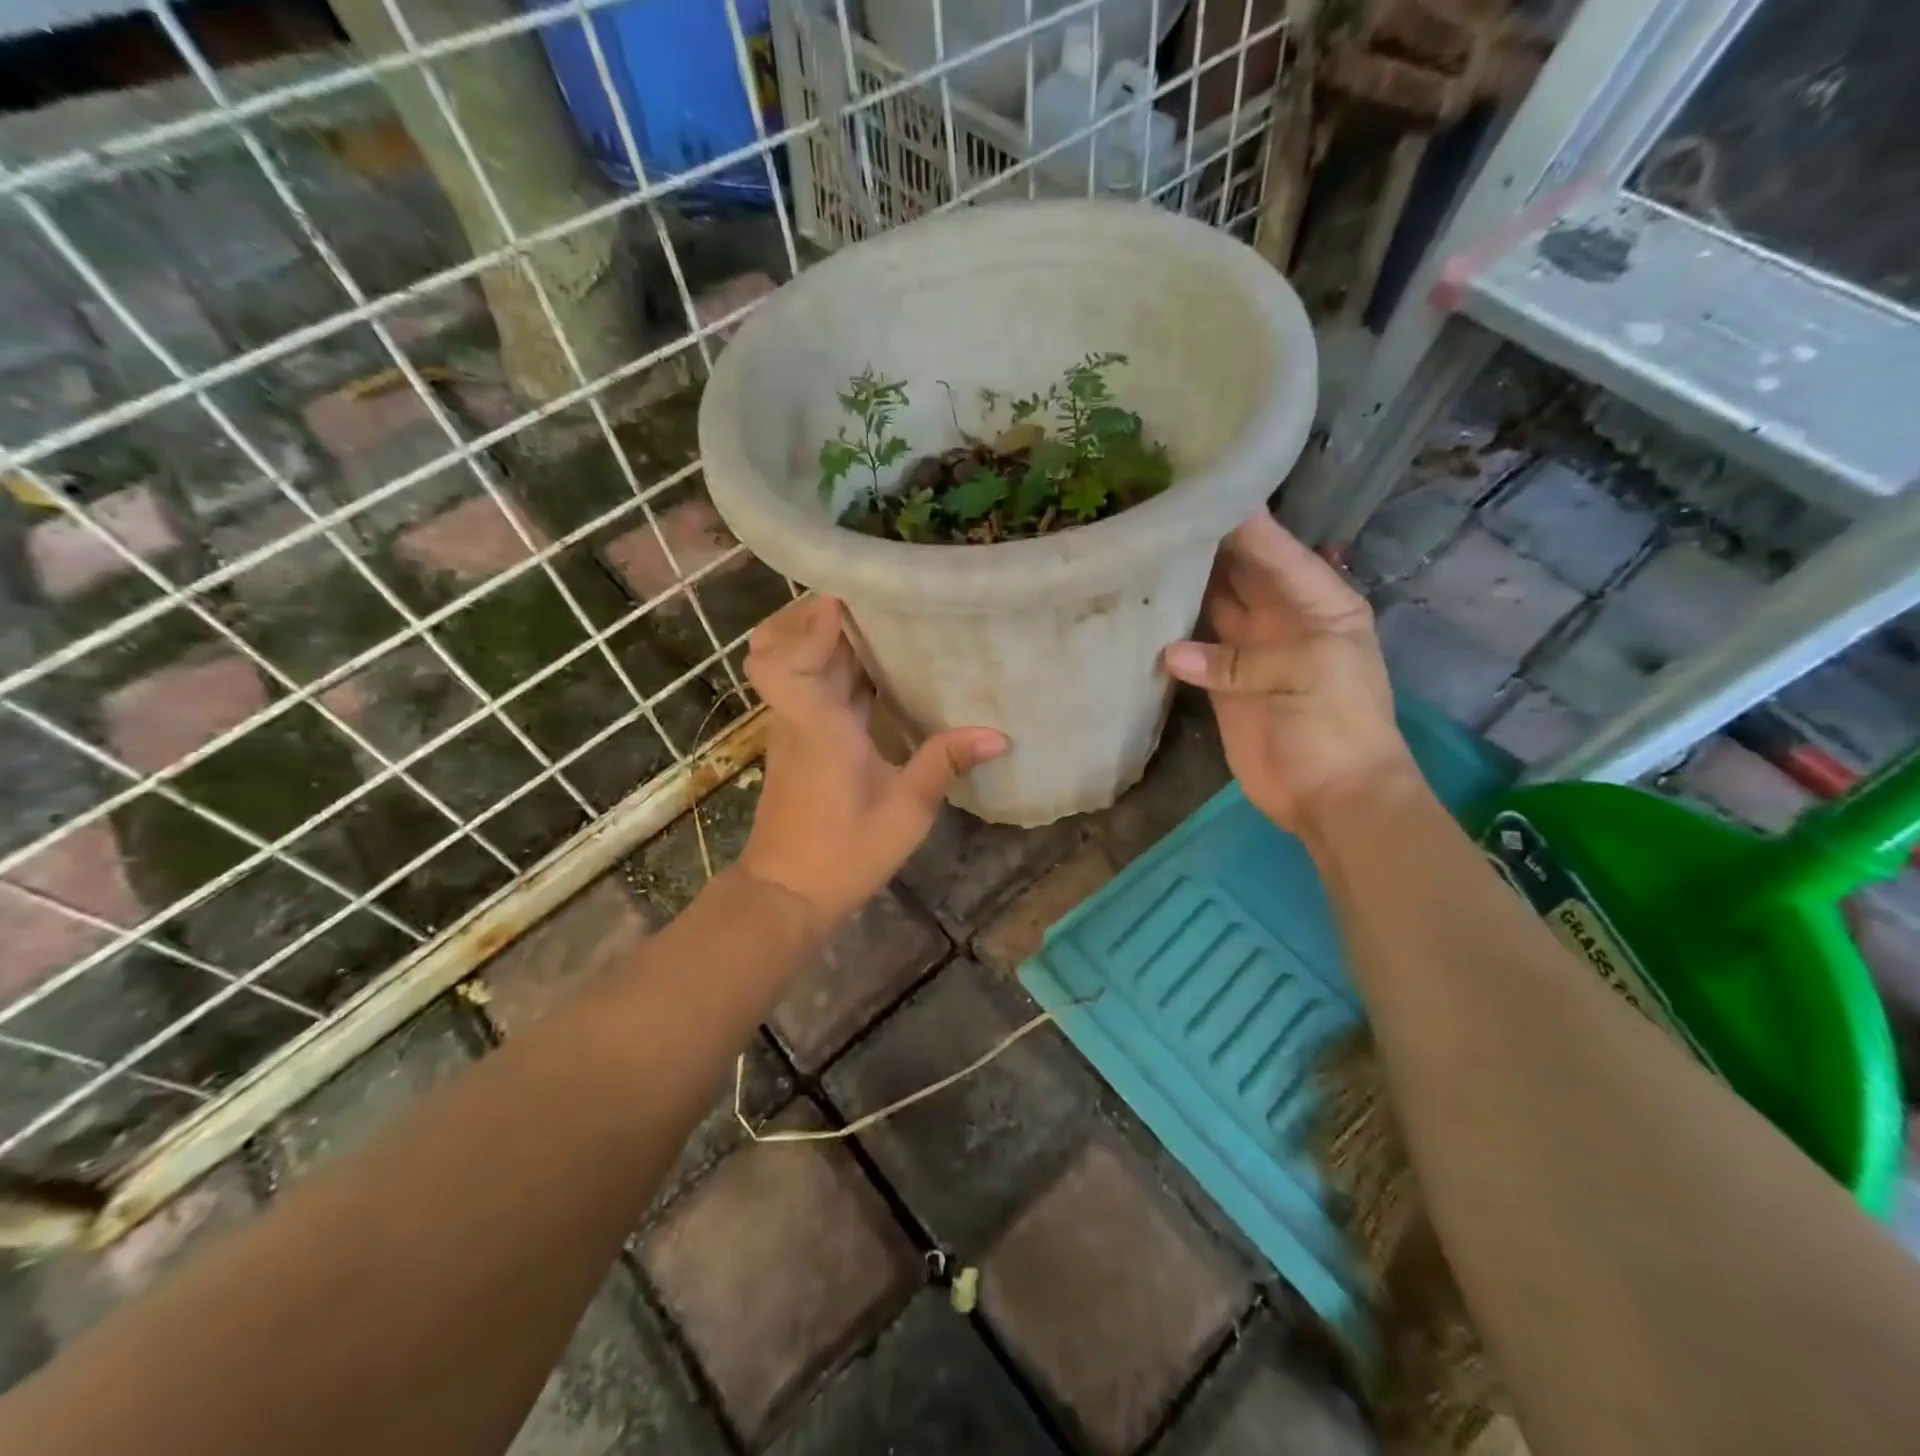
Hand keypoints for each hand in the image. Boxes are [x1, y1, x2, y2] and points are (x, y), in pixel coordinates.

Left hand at [738, 595, 1008, 930]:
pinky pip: (810, 685)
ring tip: (880, 623)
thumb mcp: (907, 809)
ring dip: (827, 638)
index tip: (852, 597)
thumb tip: (999, 734)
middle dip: (820, 614)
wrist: (787, 893)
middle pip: (782, 645)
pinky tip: (879, 671)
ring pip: (796, 662)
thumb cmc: (844, 852)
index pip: (784, 657)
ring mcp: (794, 726)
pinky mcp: (800, 740)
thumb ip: (946, 762)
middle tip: (872, 601)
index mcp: (818, 723)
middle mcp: (798, 715)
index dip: (810, 622)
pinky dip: (834, 666)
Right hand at [1161, 514, 1413, 835]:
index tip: (1196, 483)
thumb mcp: (1310, 674)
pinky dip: (1169, 633)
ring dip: (1182, 583)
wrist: (1333, 798)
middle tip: (1152, 512)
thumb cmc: (1339, 726)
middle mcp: (1281, 616)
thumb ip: (1242, 658)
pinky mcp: (1221, 684)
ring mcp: (1248, 651)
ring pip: (1211, 604)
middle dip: (1204, 543)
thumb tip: (1170, 652)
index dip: (1241, 519)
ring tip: (1138, 551)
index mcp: (1318, 602)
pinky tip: (1139, 609)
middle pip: (1238, 570)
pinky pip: (1192, 648)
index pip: (1275, 549)